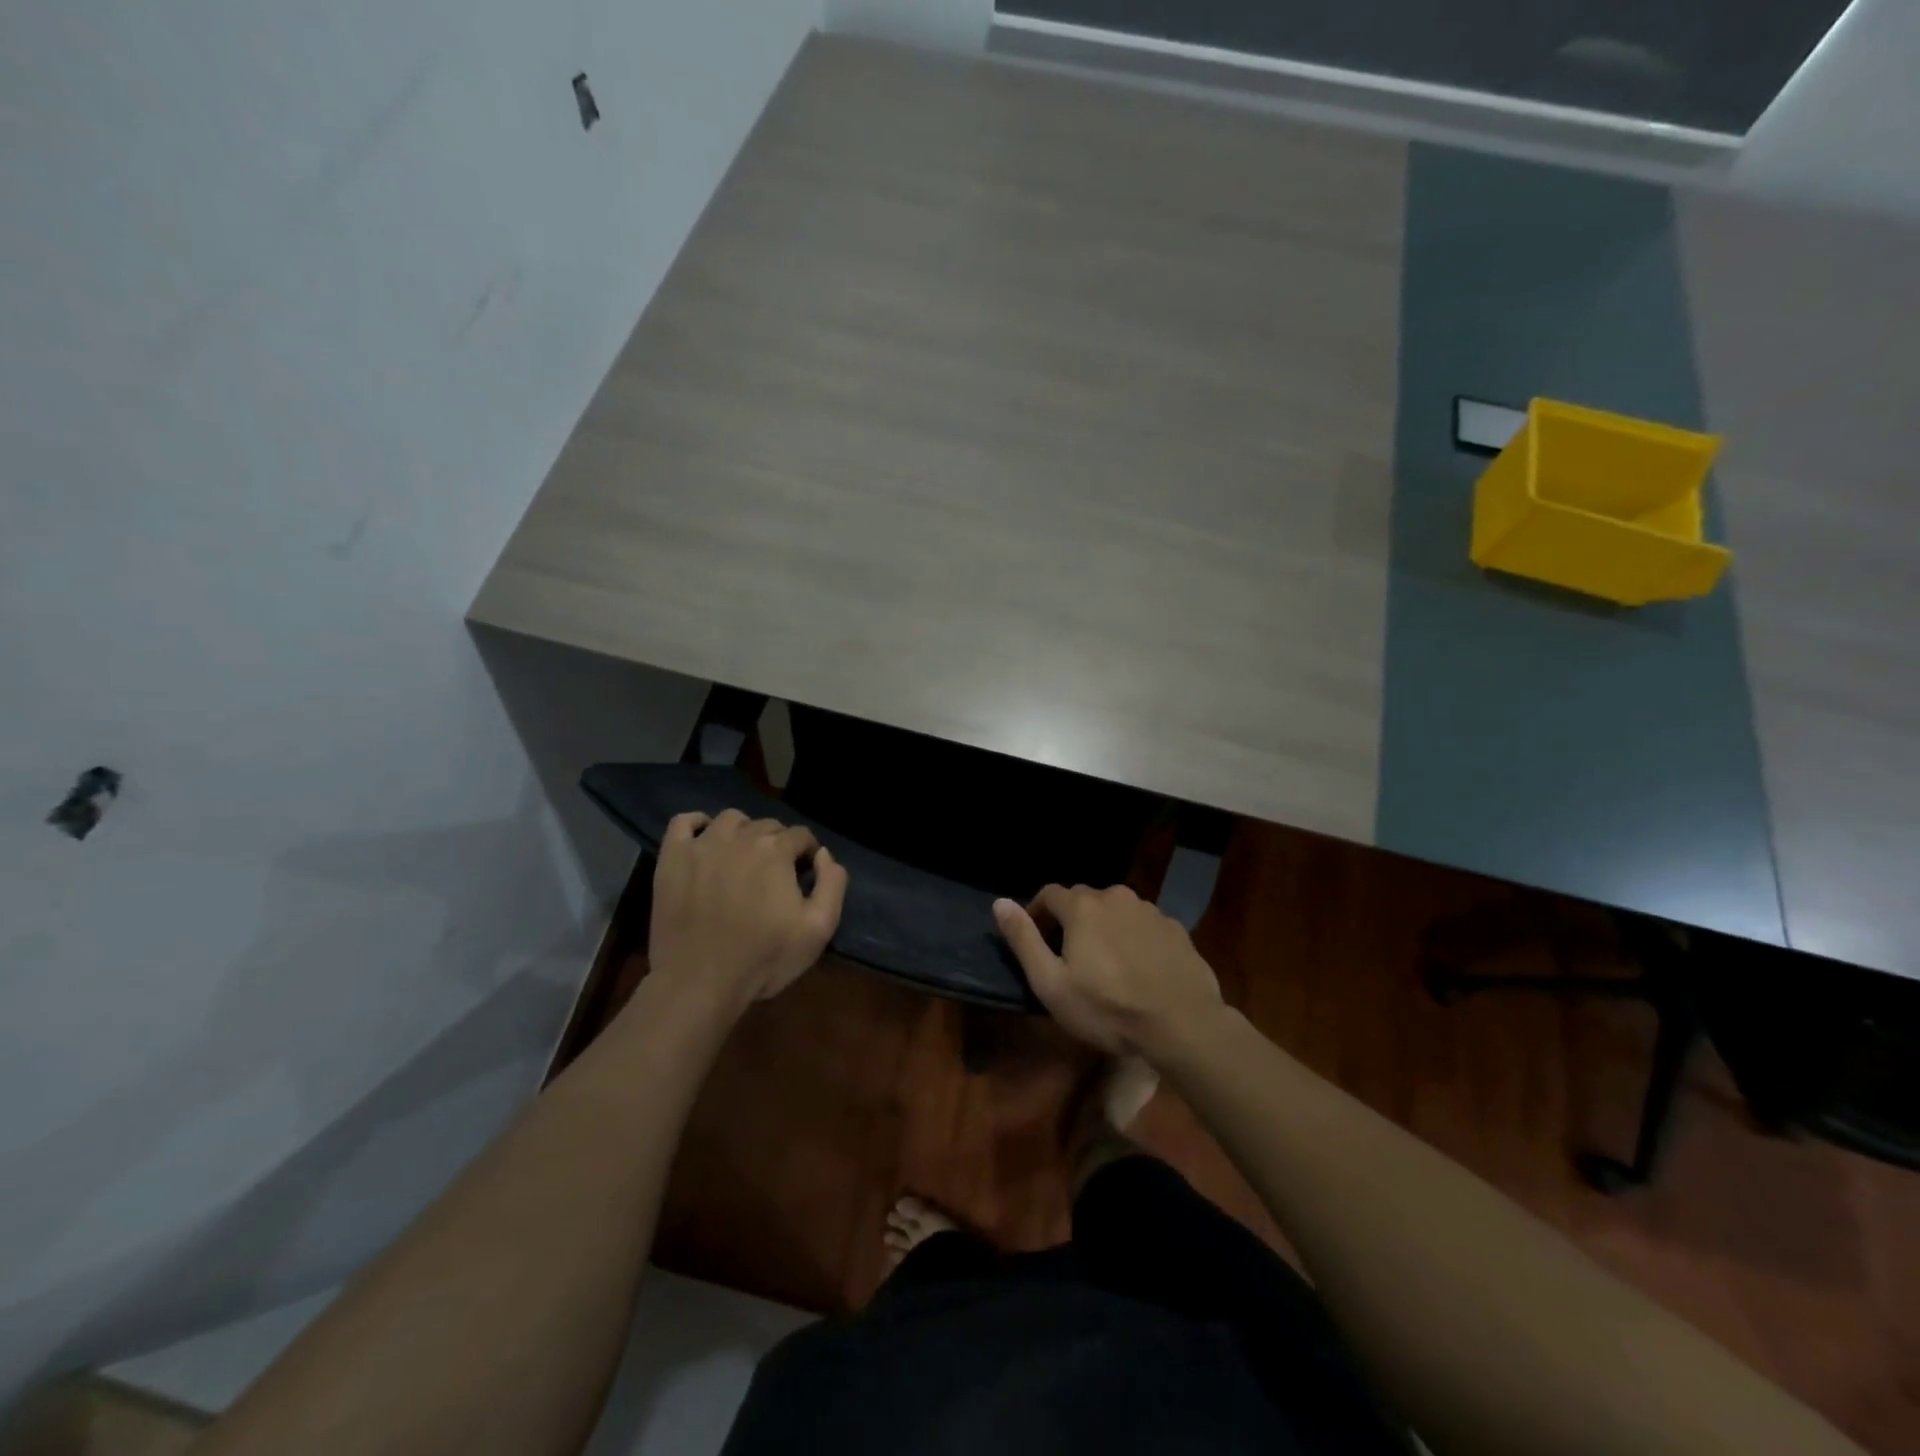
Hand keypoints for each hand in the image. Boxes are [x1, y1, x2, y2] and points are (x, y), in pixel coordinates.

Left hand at [648, 809, 847, 1016]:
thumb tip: (823, 855)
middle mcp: (740, 837)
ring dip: (743, 831)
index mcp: (776, 851)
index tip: (804, 874)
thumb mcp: (818, 929)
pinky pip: (683, 822)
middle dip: (777, 843)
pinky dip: (696, 823)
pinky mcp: (672, 858)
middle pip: (767, 825)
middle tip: (774, 873)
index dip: (807, 853)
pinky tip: (704, 840)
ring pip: (730, 819)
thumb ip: (832, 884)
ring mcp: (702, 845)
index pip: (801, 835)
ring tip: (742, 857)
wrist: (699, 982)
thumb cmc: (763, 959)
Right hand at [994, 885, 1224, 1060]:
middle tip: (1069, 957)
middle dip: (1071, 921)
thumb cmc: (1108, 1009)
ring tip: (1105, 964)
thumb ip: (1023, 939)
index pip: (1049, 894)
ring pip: (1116, 911)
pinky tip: (1138, 968)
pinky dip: (1133, 938)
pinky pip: (1143, 925)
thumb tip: (1000, 902)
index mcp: (1083, 906)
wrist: (1183, 1024)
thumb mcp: (1052, 983)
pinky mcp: (1175, 928)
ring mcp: (1150, 910)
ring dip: (1104, 928)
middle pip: (1084, 900)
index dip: (1037, 913)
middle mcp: (1116, 896)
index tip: (1035, 940)